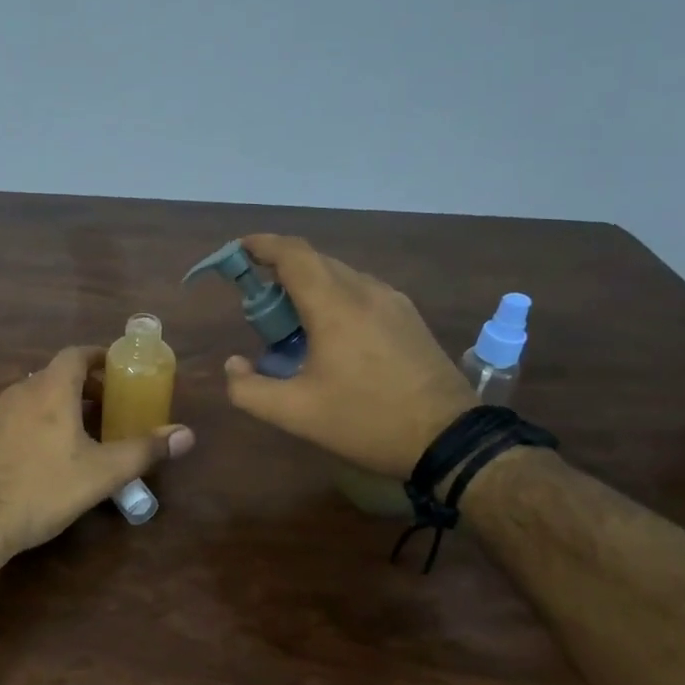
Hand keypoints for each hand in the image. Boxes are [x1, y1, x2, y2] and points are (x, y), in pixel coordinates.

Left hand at [0, 345, 195, 558]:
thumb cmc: (40, 489)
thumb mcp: (101, 474)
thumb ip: (144, 450)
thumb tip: (187, 434)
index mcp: (50, 390)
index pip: (76, 354)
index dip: (98, 357)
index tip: (116, 370)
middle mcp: (17, 392)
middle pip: (54, 376)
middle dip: (82, 388)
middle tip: (105, 410)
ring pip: (29, 399)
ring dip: (54, 407)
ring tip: (74, 436)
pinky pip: (7, 420)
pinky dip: (28, 426)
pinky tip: (33, 460)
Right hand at [222, 234, 473, 477]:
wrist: (450, 439)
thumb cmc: (367, 421)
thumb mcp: (295, 414)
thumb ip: (248, 389)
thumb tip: (234, 364)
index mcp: (334, 305)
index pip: (292, 254)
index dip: (261, 244)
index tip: (237, 250)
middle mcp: (364, 290)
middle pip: (314, 261)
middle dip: (279, 271)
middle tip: (258, 306)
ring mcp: (392, 301)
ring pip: (339, 276)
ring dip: (308, 286)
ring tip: (292, 324)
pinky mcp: (408, 317)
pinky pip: (361, 292)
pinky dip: (334, 298)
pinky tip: (330, 335)